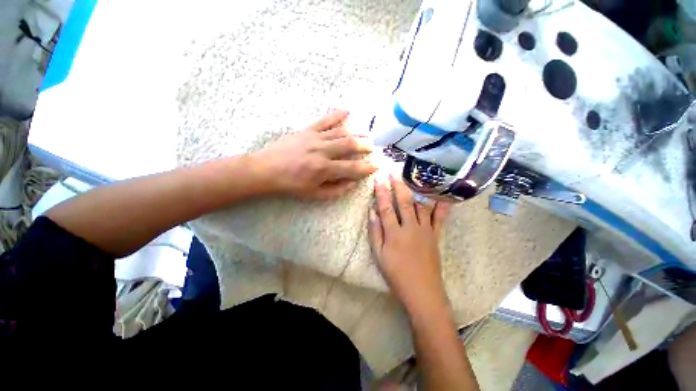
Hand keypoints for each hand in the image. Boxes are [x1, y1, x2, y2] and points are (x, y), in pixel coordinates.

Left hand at [254, 110, 376, 199]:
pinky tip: (347, 111)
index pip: (352, 168)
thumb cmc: (290, 185)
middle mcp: (322, 151)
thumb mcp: (314, 194)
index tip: (376, 166)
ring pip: (340, 133)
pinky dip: (336, 116)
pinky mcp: (306, 131)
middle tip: (372, 148)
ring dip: (355, 133)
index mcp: (324, 169)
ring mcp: (314, 138)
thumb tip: (352, 183)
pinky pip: (324, 121)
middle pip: (349, 145)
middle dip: (364, 146)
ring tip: (365, 135)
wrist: (266, 170)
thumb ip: (336, 190)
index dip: (366, 168)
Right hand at [369, 174, 450, 314]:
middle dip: (397, 185)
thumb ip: (375, 232)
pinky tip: (441, 195)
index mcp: (394, 233)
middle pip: (403, 202)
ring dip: (415, 190)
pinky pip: (439, 218)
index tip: (378, 179)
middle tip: (393, 172)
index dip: (381, 192)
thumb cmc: (396, 274)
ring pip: (420, 205)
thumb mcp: (379, 255)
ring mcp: (425, 230)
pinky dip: (441, 206)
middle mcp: (410, 227)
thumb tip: (371, 212)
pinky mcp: (435, 235)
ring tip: (412, 178)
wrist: (422, 291)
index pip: (385, 208)